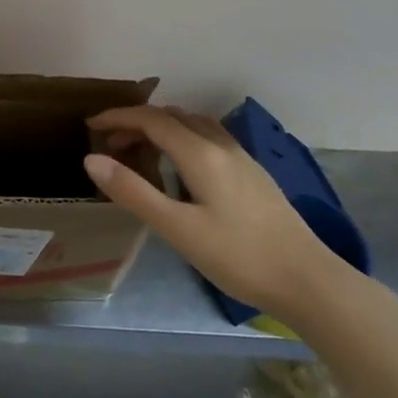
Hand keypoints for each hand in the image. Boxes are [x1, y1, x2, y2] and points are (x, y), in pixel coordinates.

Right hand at [83, 105, 348, 318]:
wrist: (307, 280)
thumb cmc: (237, 256)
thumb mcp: (176, 228)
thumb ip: (133, 191)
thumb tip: (92, 159)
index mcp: (201, 154)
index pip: (152, 119)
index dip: (118, 117)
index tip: (91, 125)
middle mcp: (222, 145)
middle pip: (173, 117)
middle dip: (137, 122)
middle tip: (110, 144)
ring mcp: (242, 158)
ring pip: (194, 125)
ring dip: (162, 128)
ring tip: (140, 150)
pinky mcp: (253, 173)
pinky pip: (209, 138)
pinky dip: (182, 138)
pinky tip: (180, 166)